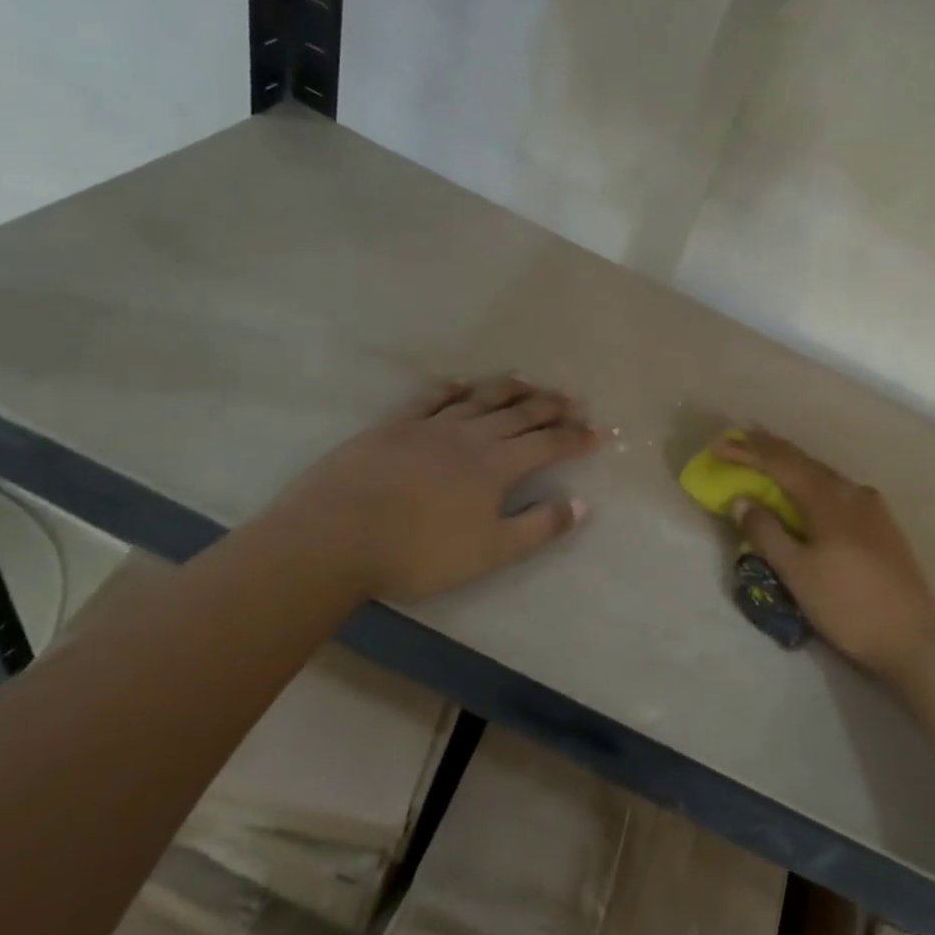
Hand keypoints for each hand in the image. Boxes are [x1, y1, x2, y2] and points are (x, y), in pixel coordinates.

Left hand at [267, 376, 601, 604]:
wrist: (335, 536)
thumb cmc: (419, 552)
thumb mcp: (490, 552)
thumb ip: (539, 527)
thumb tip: (581, 504)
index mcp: (496, 465)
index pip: (548, 443)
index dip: (577, 437)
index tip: (599, 433)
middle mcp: (470, 436)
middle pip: (519, 413)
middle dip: (551, 406)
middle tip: (574, 400)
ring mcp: (429, 426)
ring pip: (479, 398)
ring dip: (509, 389)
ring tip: (529, 382)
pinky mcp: (393, 426)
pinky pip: (430, 398)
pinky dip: (452, 389)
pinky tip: (461, 385)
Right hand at [716, 429, 934, 681]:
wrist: (914, 635)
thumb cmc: (848, 604)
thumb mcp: (797, 572)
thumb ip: (767, 532)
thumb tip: (742, 500)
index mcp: (828, 498)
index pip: (781, 463)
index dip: (748, 452)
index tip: (719, 446)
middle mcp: (852, 492)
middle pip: (804, 461)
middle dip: (770, 449)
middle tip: (740, 438)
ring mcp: (871, 507)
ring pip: (822, 474)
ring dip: (792, 464)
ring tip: (767, 459)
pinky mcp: (881, 524)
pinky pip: (836, 490)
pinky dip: (811, 482)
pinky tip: (806, 492)